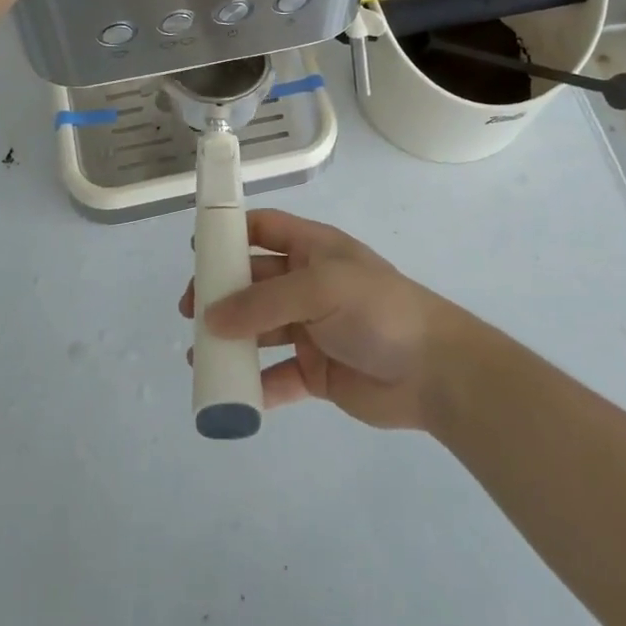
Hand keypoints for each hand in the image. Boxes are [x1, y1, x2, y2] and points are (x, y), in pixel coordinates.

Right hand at [178, 209, 462, 430]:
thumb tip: (211, 318)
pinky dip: (254, 385)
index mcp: (314, 250)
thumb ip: (263, 301)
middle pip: (254, 282)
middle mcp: (308, 285)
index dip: (231, 233)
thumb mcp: (320, 289)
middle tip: (191, 312)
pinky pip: (276, 376)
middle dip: (221, 294)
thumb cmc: (378, 311)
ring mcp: (312, 329)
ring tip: (200, 357)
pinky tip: (231, 395)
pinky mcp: (316, 372)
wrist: (435, 372)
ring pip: (259, 330)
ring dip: (231, 341)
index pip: (265, 229)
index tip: (196, 251)